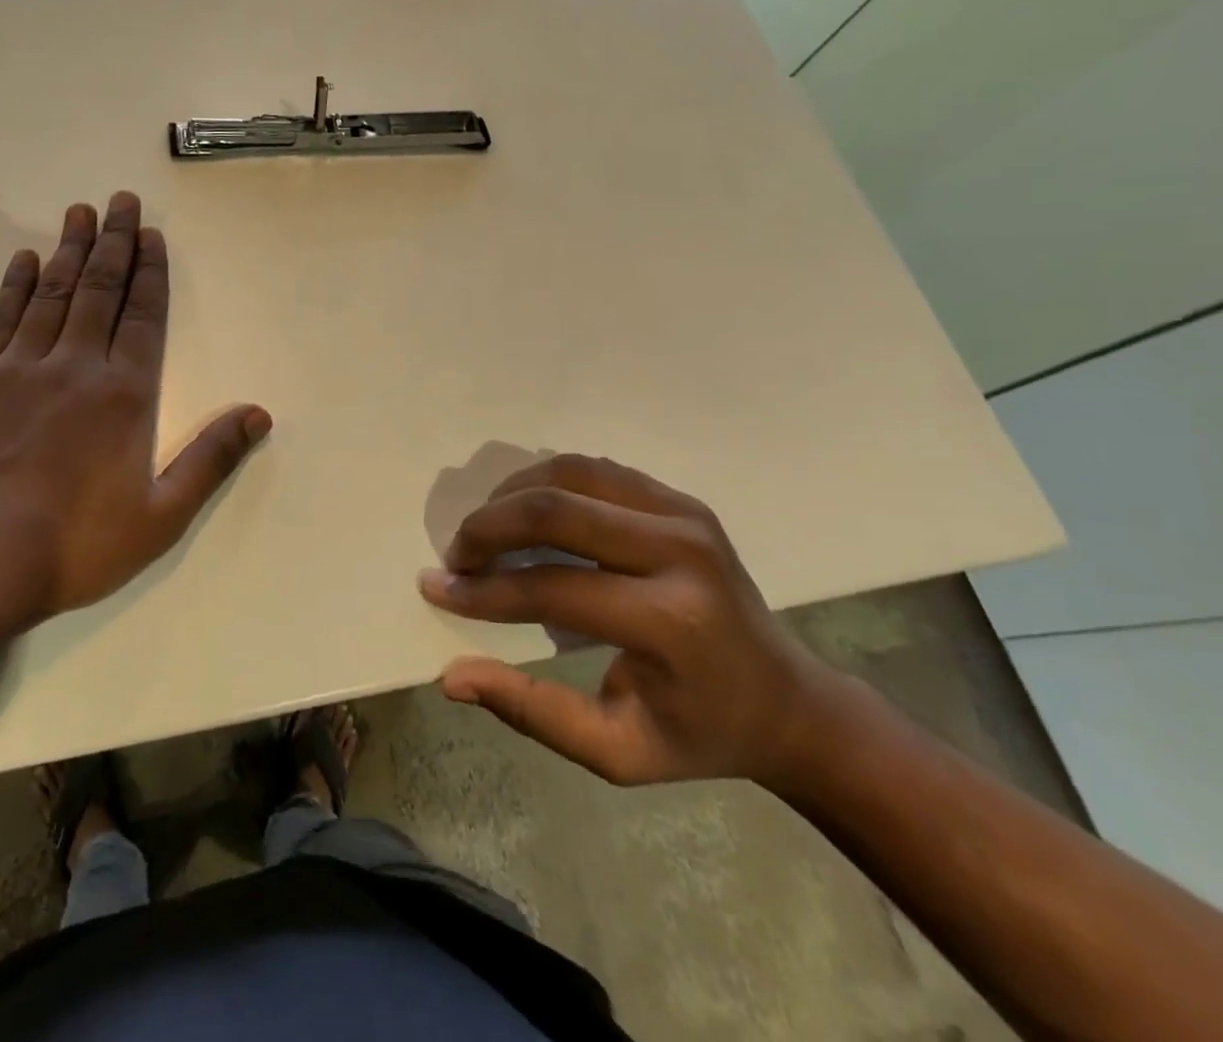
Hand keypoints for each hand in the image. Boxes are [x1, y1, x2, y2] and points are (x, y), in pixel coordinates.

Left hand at [0, 193, 269, 635]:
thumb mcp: (162, 515)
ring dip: (68, 252)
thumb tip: (259, 414)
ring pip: (51, 296)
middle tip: (119, 201)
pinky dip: (13, 288)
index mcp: (124, 396)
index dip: (150, 274)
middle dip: (113, 244)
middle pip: (99, 292)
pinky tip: (23, 262)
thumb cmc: (76, 546)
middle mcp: (74, 368)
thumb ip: (211, 459)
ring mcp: (17, 371)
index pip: (143, 318)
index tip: (151, 235)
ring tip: (79, 213)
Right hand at [417, 455, 845, 788]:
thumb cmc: (699, 733)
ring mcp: (684, 513)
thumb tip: (453, 676)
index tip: (436, 587)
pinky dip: (546, 481)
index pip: (551, 587)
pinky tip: (524, 511)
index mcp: (671, 622)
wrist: (787, 701)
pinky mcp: (680, 498)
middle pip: (555, 508)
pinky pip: (594, 470)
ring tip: (484, 530)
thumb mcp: (618, 753)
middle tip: (456, 555)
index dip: (483, 590)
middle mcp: (680, 551)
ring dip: (511, 494)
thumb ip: (533, 713)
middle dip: (488, 526)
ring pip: (569, 471)